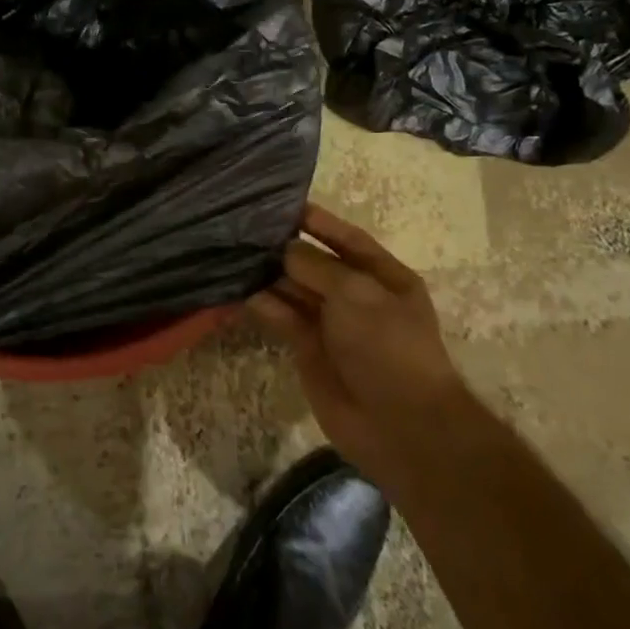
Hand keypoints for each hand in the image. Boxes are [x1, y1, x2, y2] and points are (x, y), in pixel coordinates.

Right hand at [248, 203, 463, 478]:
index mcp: (383, 276)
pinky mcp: (308, 348)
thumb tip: (282, 249)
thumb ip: (315, 265)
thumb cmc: (388, 346)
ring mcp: (331, 323)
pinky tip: (235, 289)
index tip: (279, 203)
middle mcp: (356, 295)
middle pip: (314, 262)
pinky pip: (281, 317)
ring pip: (293, 289)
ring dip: (267, 274)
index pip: (346, 238)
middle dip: (283, 246)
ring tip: (230, 252)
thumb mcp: (355, 293)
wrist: (399, 424)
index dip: (317, 221)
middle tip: (241, 227)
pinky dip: (261, 304)